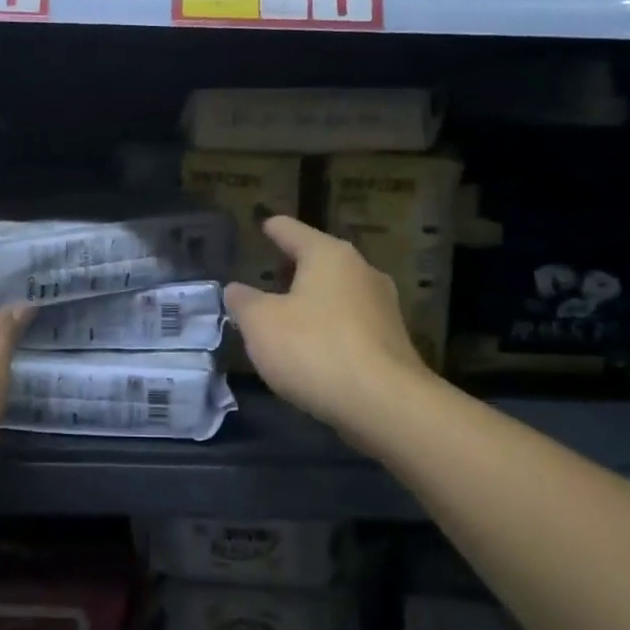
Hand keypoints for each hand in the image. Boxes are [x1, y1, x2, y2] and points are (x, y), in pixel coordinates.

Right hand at [224, 215, 434, 450]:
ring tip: (287, 315)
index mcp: (328, 255)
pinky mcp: (392, 342)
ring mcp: (383, 307)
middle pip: (320, 260)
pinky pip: (351, 324)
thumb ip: (244, 302)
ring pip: (338, 293)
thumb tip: (236, 290)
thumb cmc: (314, 349)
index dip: (274, 228)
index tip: (265, 225)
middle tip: (269, 276)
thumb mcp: (260, 324)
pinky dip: (330, 327)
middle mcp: (361, 271)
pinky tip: (314, 347)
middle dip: (294, 268)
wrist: (385, 405)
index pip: (292, 230)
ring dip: (313, 300)